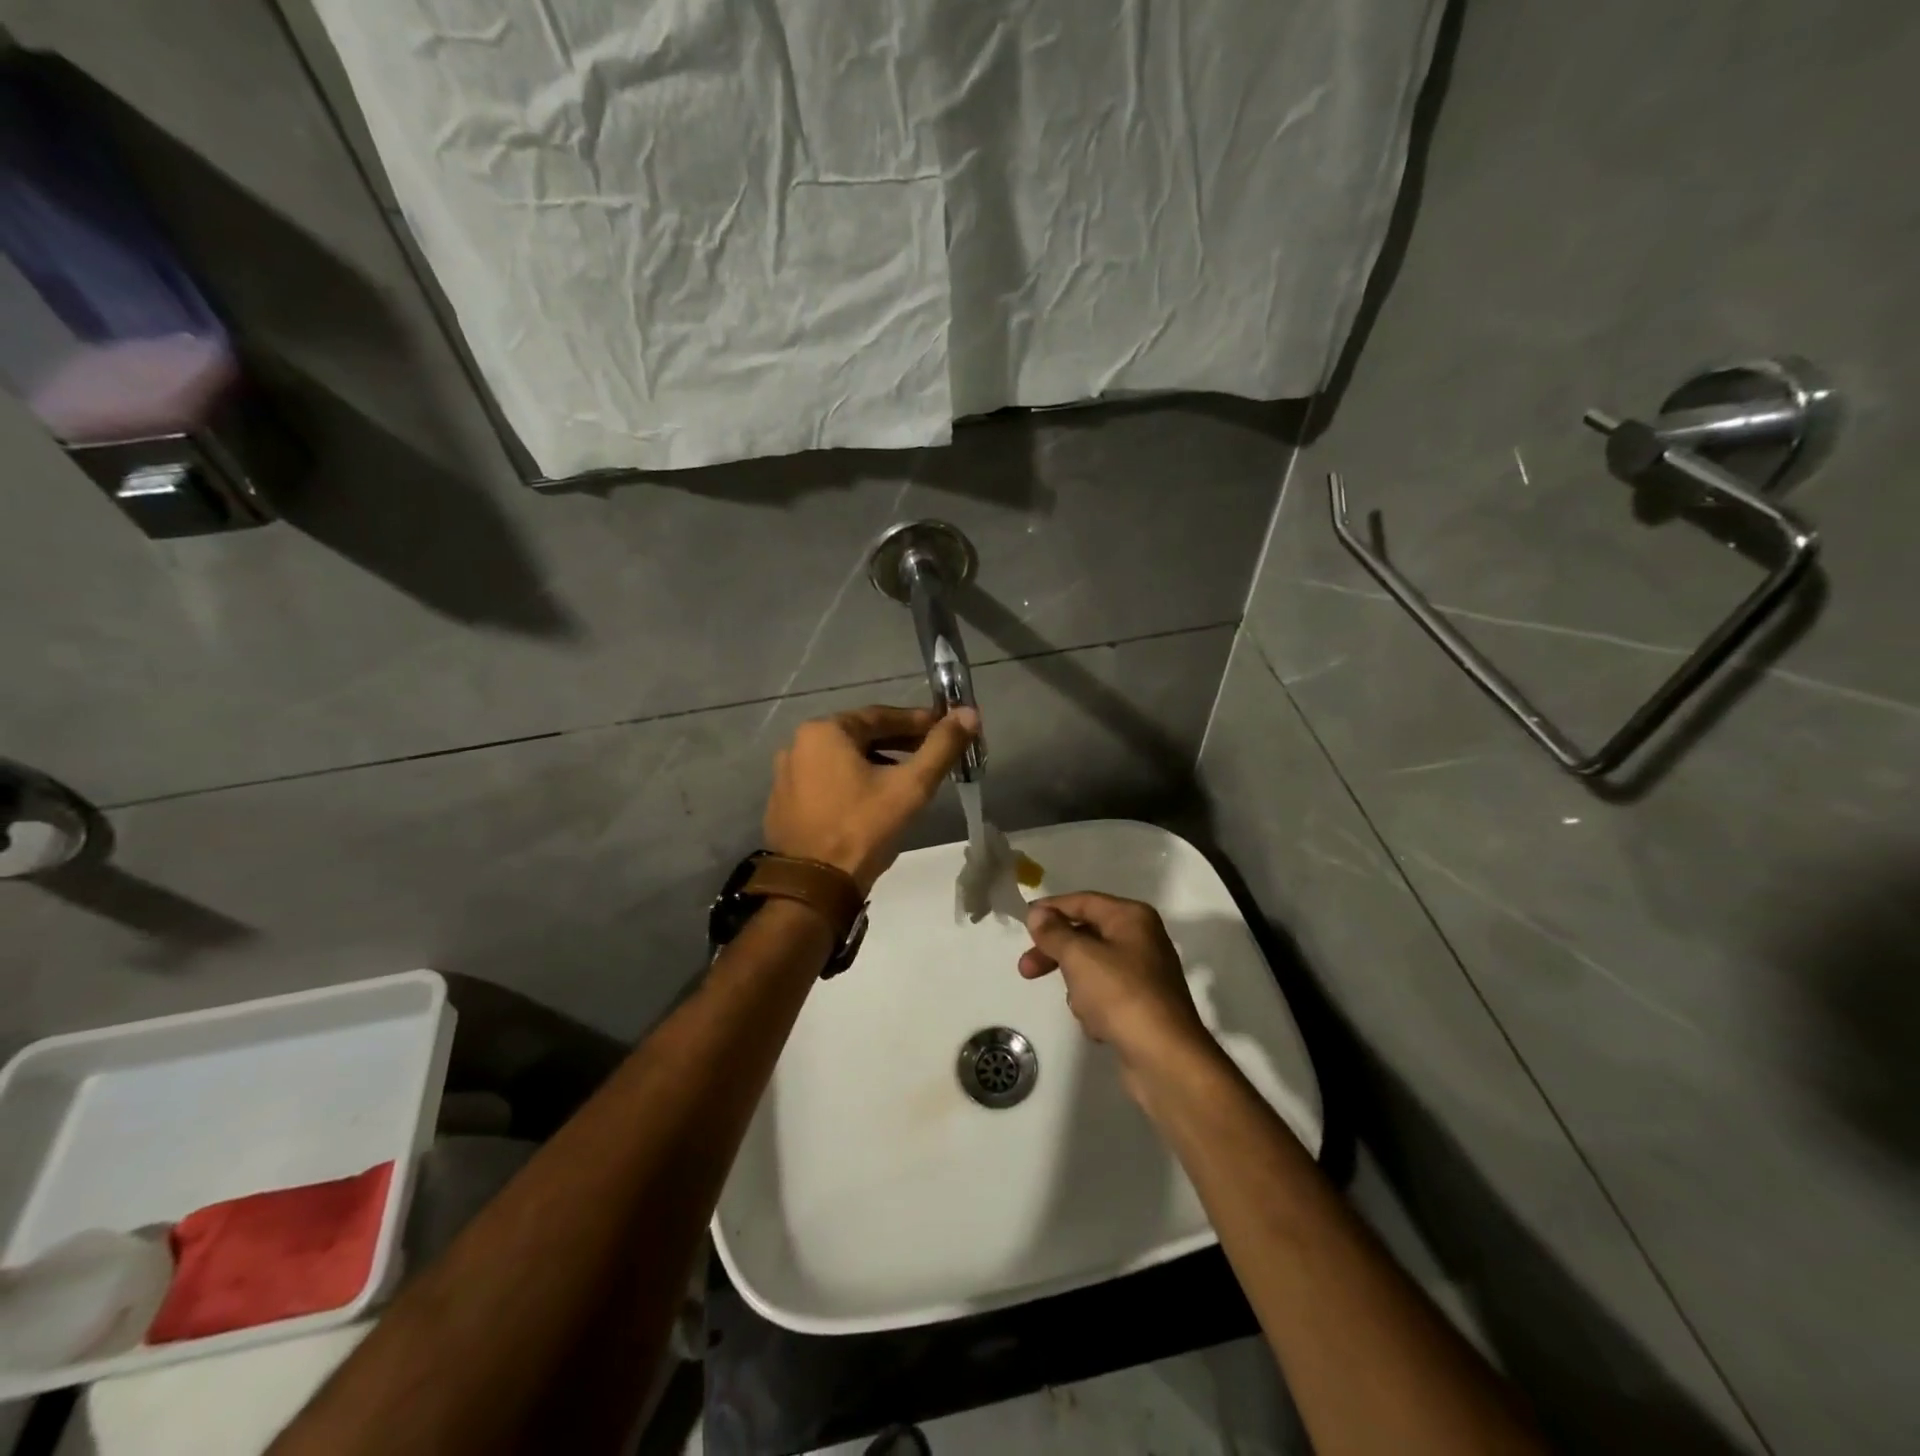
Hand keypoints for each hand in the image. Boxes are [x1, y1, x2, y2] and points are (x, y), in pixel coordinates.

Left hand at [764, 705, 977, 891]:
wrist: (814, 887)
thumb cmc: (863, 829)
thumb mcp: (910, 786)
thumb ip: (941, 747)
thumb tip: (969, 713)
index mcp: (824, 732)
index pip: (880, 716)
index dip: (917, 722)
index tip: (944, 728)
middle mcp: (798, 745)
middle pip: (860, 737)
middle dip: (898, 743)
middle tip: (931, 754)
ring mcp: (786, 776)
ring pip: (843, 760)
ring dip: (876, 763)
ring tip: (908, 778)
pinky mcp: (783, 804)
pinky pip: (826, 782)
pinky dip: (852, 783)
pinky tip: (873, 801)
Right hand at [1019, 893, 1214, 1084]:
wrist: (1165, 1058)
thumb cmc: (1121, 995)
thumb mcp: (1079, 957)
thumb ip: (1054, 932)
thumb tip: (1037, 912)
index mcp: (1132, 917)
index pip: (1082, 902)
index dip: (1051, 909)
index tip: (1024, 923)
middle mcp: (1142, 939)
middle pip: (1086, 935)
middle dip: (1057, 953)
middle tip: (1026, 970)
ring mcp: (1144, 974)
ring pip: (1093, 968)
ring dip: (1078, 986)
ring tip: (1082, 1007)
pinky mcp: (1143, 1005)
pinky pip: (1106, 996)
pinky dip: (1095, 1008)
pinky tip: (1098, 1026)